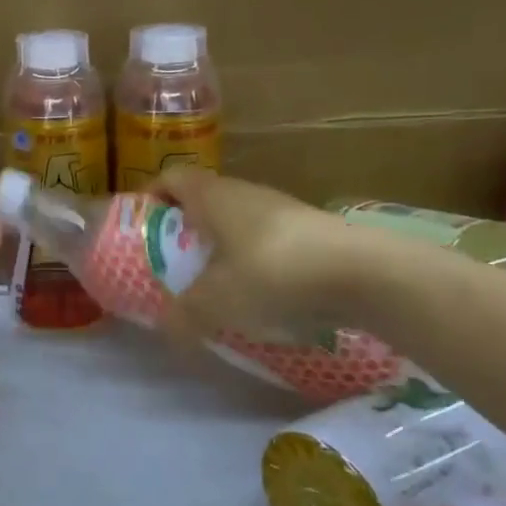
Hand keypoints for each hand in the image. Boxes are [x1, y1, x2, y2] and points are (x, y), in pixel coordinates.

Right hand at [153, 168, 387, 340]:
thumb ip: (184, 314)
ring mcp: (282, 209)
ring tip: (215, 284)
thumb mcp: (216, 301)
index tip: (140, 224)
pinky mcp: (312, 232)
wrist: (364, 273)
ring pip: (238, 222)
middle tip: (173, 262)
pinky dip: (255, 262)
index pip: (171, 177)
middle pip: (204, 200)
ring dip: (222, 247)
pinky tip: (260, 296)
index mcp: (213, 195)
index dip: (152, 195)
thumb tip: (165, 329)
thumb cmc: (271, 272)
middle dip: (185, 229)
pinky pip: (268, 241)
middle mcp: (245, 192)